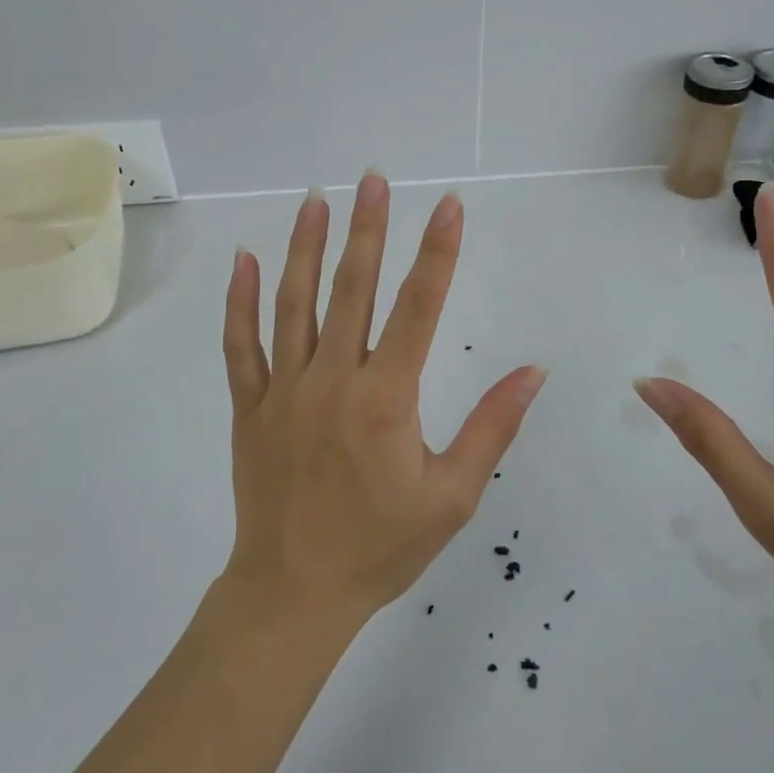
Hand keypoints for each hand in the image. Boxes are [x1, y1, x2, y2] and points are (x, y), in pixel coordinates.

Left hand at [222, 173, 547, 622]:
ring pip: (294, 304)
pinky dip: (240, 300)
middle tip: (375, 179)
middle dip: (369, 229)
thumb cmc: (381, 546)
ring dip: (305, 247)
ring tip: (317, 200)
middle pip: (353, 289)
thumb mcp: (452, 495)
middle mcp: (332, 380)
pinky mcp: (249, 406)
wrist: (294, 593)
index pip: (418, 308)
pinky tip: (244, 259)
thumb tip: (533, 372)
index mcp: (385, 398)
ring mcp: (283, 389)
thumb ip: (492, 427)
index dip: (437, 253)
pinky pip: (240, 345)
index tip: (449, 206)